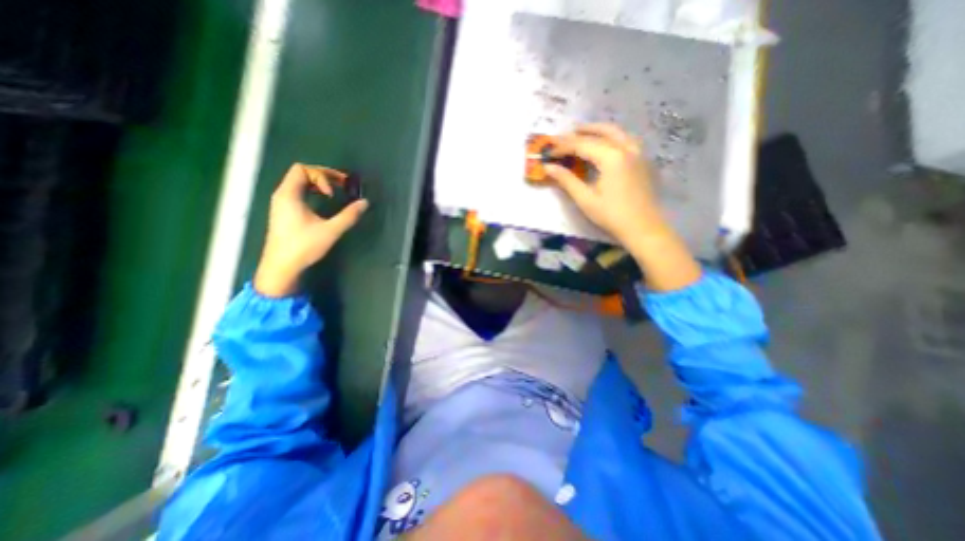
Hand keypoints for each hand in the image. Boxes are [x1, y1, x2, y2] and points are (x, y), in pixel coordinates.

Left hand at [252, 163, 369, 297]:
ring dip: (318, 184)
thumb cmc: (304, 246)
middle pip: (301, 173)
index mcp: (289, 195)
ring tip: (335, 192)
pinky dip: (312, 192)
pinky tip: (323, 202)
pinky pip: (298, 192)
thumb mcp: (330, 230)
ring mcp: (281, 203)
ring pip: (299, 183)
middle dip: (323, 176)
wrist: (281, 266)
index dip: (321, 176)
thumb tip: (364, 203)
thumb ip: (349, 215)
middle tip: (343, 184)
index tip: (333, 194)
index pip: (303, 169)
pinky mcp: (284, 212)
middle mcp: (282, 195)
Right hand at [545, 122, 667, 247]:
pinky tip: (604, 144)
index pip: (582, 144)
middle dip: (580, 132)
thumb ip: (567, 180)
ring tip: (582, 133)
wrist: (643, 227)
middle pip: (600, 132)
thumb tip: (548, 167)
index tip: (549, 152)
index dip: (563, 147)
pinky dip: (611, 137)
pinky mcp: (643, 160)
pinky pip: (625, 139)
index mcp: (611, 157)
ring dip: (598, 130)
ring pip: (616, 132)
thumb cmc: (612, 215)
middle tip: (563, 136)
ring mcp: (638, 152)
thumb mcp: (585, 199)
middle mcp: (626, 148)